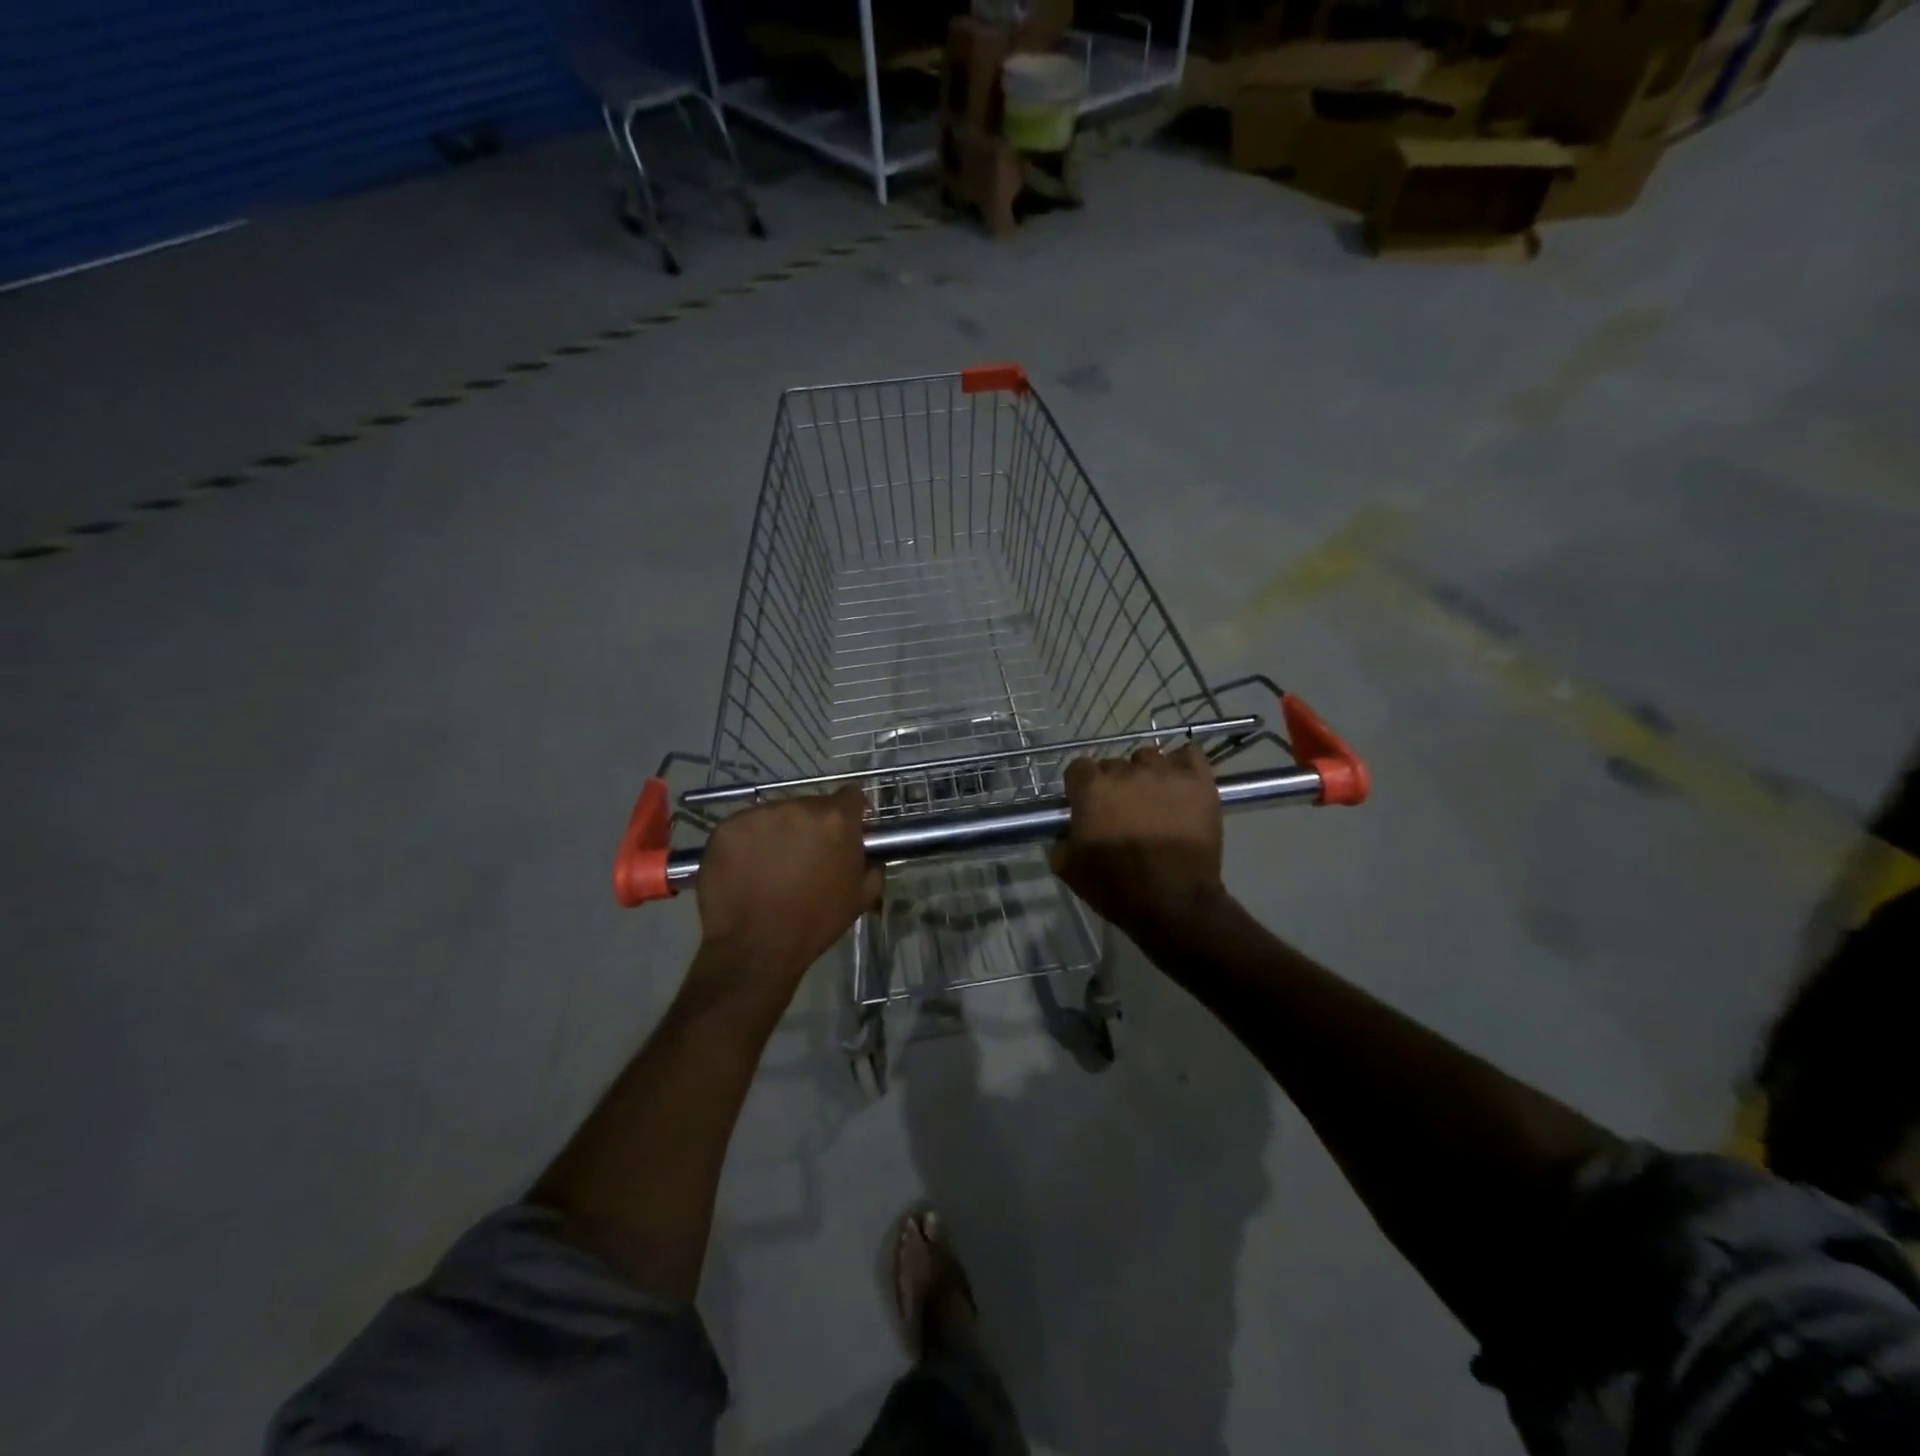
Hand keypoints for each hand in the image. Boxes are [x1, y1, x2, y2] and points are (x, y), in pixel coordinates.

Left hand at [694, 787, 881, 1000]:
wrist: (755, 948)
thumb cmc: (814, 923)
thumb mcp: (861, 897)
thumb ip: (872, 864)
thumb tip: (868, 851)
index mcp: (835, 820)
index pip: (850, 796)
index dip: (849, 813)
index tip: (842, 833)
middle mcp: (798, 807)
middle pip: (810, 805)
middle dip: (810, 826)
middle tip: (803, 858)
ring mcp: (758, 815)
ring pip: (775, 815)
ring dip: (778, 833)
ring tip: (770, 867)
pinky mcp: (726, 828)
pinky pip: (744, 827)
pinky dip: (747, 843)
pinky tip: (746, 869)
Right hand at [1050, 745, 1226, 948]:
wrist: (1175, 903)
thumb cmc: (1117, 888)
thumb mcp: (1069, 870)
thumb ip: (1061, 840)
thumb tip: (1068, 831)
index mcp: (1092, 789)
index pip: (1079, 767)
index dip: (1081, 787)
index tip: (1086, 805)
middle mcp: (1127, 772)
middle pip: (1114, 764)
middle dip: (1114, 784)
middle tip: (1122, 811)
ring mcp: (1165, 773)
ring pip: (1149, 757)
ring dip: (1146, 774)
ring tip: (1154, 799)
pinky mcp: (1198, 781)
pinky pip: (1189, 754)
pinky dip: (1183, 764)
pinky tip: (1180, 782)